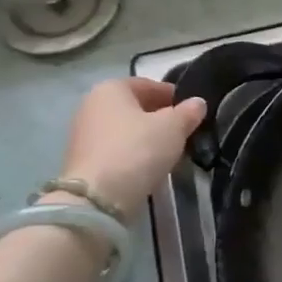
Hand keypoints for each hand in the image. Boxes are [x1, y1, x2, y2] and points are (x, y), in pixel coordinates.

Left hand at [57, 78, 206, 212]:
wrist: (98, 196)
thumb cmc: (138, 150)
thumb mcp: (174, 128)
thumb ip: (188, 112)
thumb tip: (197, 103)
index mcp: (111, 88)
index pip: (149, 84)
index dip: (174, 95)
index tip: (193, 111)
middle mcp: (92, 104)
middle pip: (135, 106)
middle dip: (160, 116)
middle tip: (185, 131)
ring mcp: (84, 132)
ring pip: (126, 128)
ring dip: (148, 135)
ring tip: (170, 150)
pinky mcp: (84, 158)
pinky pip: (117, 147)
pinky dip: (134, 151)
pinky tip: (150, 164)